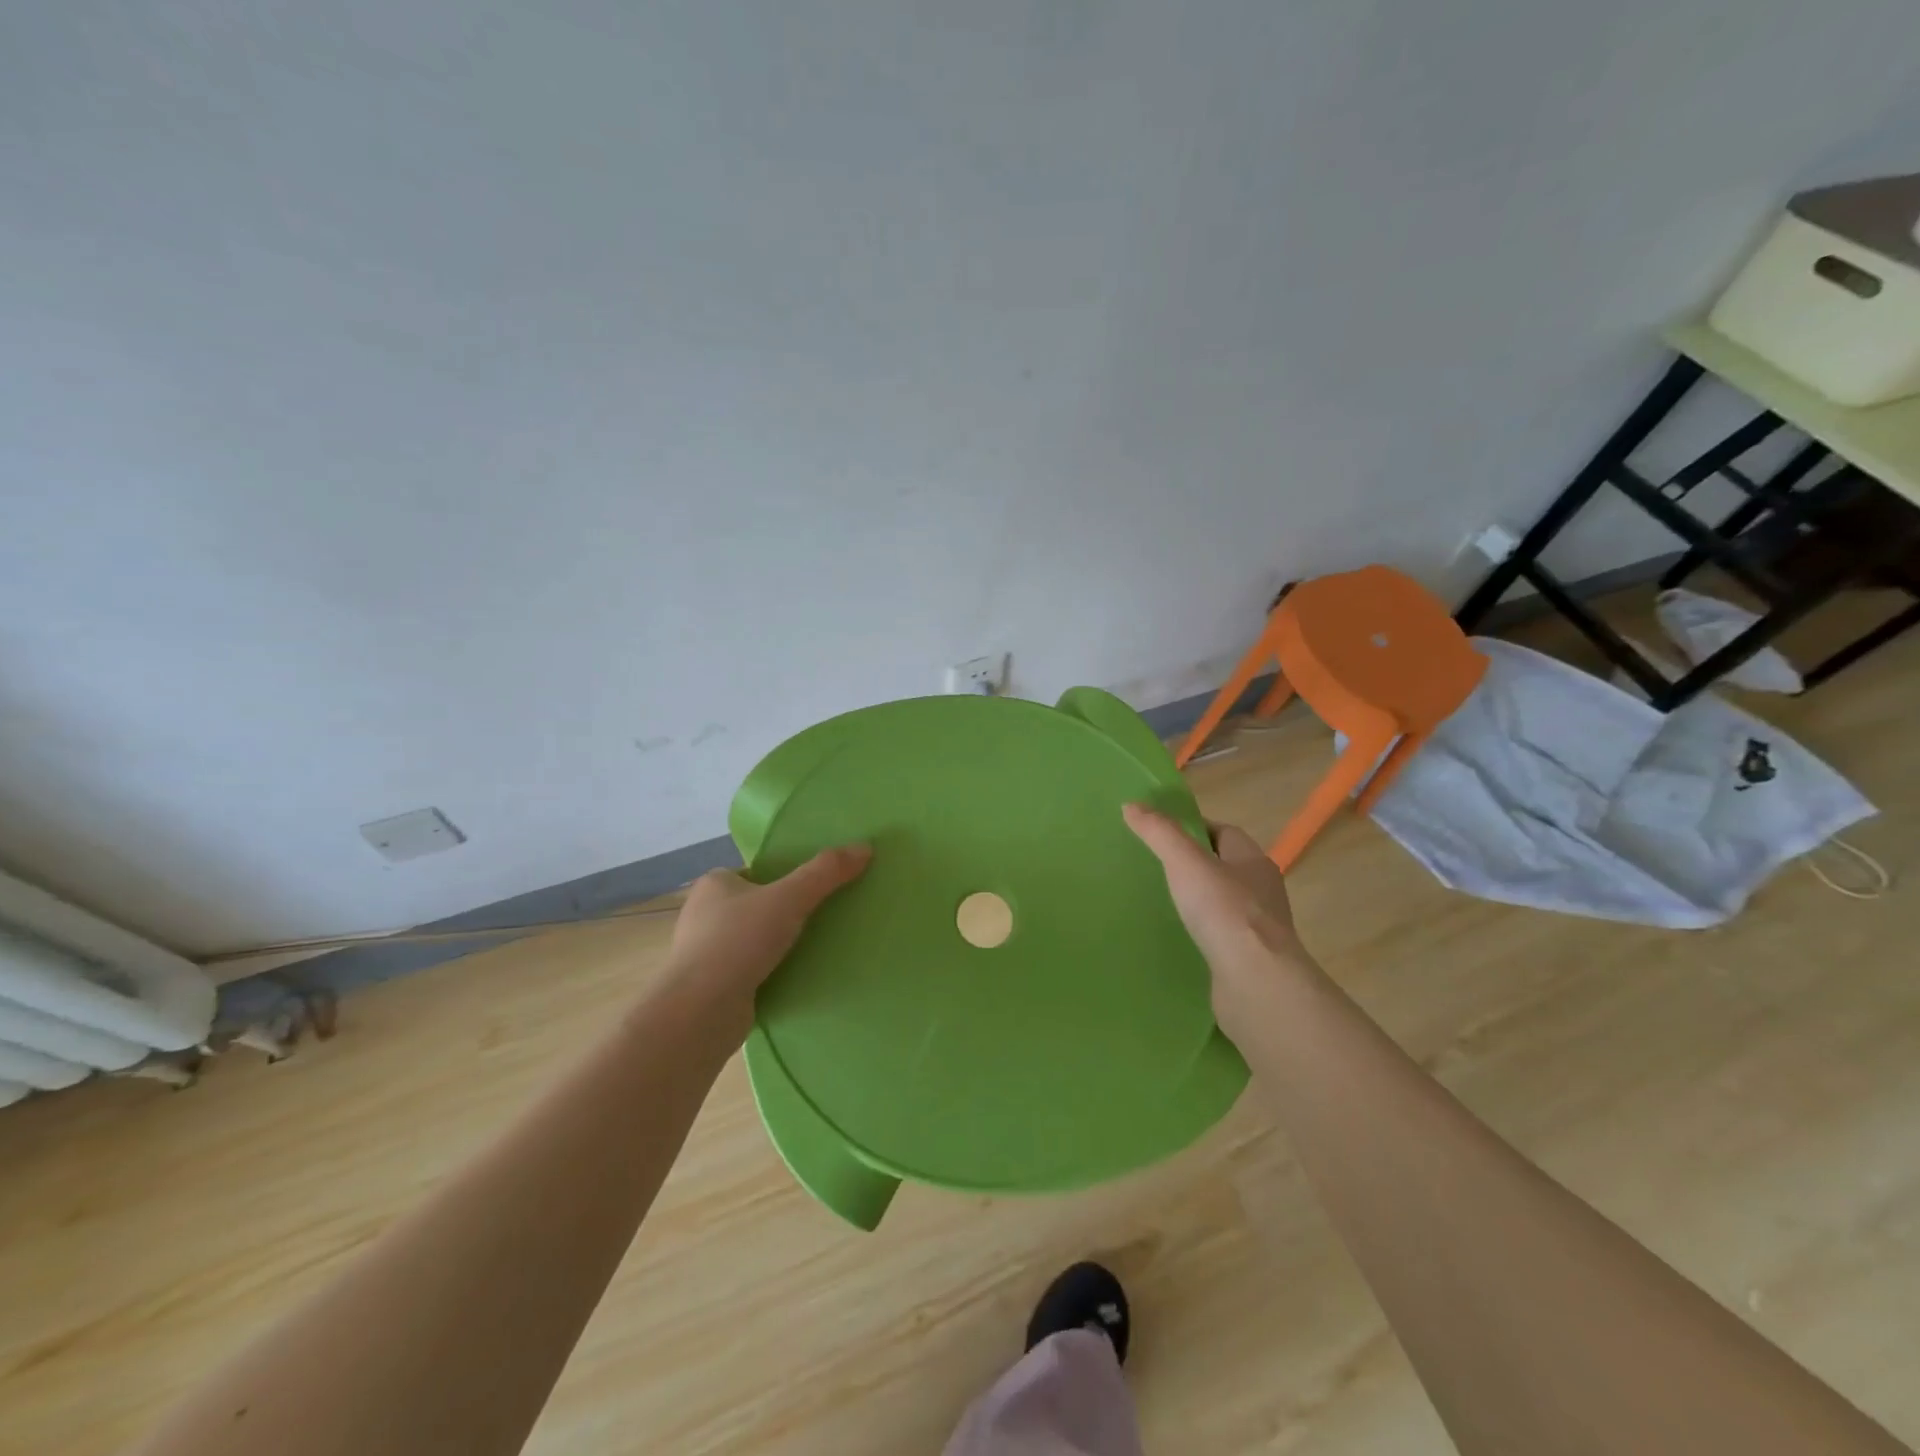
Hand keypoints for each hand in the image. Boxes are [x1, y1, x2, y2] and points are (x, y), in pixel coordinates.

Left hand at [657, 846, 871, 1042]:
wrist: (700, 1013)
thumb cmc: (738, 941)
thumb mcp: (790, 898)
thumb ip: (825, 872)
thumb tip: (865, 847)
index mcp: (714, 884)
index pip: (757, 873)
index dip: (786, 879)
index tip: (816, 890)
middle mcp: (704, 915)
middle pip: (757, 906)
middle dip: (785, 914)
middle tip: (824, 918)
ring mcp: (705, 953)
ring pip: (754, 941)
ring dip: (779, 946)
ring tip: (817, 949)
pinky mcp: (713, 987)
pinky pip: (750, 971)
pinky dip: (771, 973)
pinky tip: (797, 978)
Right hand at [1122, 804, 1316, 1040]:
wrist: (1256, 984)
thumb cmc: (1225, 912)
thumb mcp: (1185, 862)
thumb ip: (1159, 833)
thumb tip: (1131, 806)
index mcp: (1253, 861)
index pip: (1224, 833)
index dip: (1194, 829)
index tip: (1161, 835)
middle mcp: (1261, 891)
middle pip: (1223, 867)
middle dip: (1193, 866)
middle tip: (1153, 869)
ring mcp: (1257, 929)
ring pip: (1221, 905)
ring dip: (1197, 903)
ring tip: (1159, 905)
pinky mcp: (1248, 960)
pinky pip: (1219, 938)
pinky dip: (1200, 935)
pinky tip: (1175, 940)